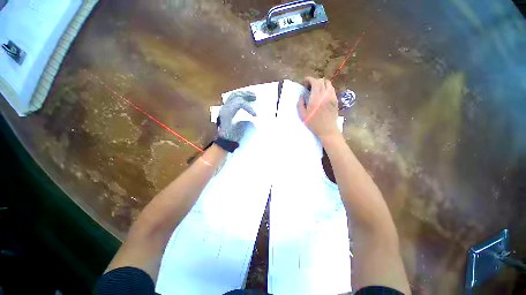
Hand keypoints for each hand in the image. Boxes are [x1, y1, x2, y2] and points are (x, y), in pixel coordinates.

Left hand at [218, 91, 256, 142]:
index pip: (239, 103)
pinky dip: (239, 98)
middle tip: (255, 96)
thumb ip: (244, 121)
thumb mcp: (239, 130)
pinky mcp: (225, 110)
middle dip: (246, 95)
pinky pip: (232, 99)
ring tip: (251, 96)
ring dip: (243, 94)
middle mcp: (224, 108)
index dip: (248, 107)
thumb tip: (250, 116)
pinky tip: (245, 99)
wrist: (223, 140)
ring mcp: (224, 108)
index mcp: (227, 113)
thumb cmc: (231, 136)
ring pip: (233, 96)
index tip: (255, 114)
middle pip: (235, 96)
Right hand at [297, 77, 340, 140]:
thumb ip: (300, 103)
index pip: (314, 81)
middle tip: (309, 87)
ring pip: (328, 84)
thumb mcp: (302, 114)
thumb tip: (302, 96)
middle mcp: (325, 94)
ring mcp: (332, 96)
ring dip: (321, 84)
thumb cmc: (313, 123)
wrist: (327, 129)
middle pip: (321, 80)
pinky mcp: (335, 100)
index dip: (309, 79)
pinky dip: (326, 88)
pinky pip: (331, 89)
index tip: (304, 82)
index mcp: (316, 97)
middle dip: (314, 81)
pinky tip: (322, 95)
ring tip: (316, 90)